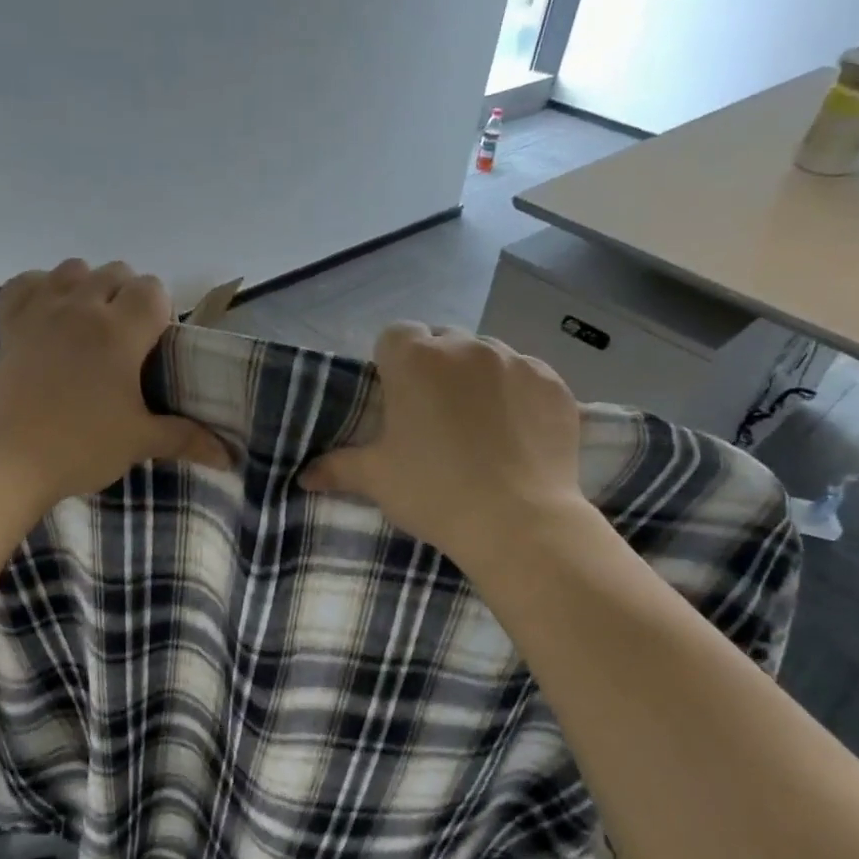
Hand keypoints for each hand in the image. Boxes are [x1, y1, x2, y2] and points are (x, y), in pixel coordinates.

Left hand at [0, 260, 231, 509]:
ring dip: (89, 286)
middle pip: (116, 272)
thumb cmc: (80, 447)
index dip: (161, 311)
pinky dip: (41, 289)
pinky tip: (48, 315)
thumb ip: (186, 438)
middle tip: (128, 342)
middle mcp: (81, 307)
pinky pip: (26, 283)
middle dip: (129, 296)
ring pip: (73, 268)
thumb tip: (228, 457)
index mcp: (119, 330)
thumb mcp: (139, 442)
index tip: (156, 346)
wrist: (4, 461)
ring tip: (90, 326)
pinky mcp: (9, 324)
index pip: (152, 289)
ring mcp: (41, 311)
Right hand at [300, 323, 589, 574]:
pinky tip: (518, 433)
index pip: (394, 335)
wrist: (518, 522)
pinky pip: (527, 377)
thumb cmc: (434, 492)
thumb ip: (338, 468)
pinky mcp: (553, 383)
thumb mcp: (378, 479)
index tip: (397, 398)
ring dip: (478, 378)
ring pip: (487, 356)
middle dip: (436, 368)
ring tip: (481, 425)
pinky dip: (518, 395)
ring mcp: (515, 361)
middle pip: (443, 342)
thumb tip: (304, 476)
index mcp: (415, 360)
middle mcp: (466, 347)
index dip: (392, 363)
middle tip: (436, 416)